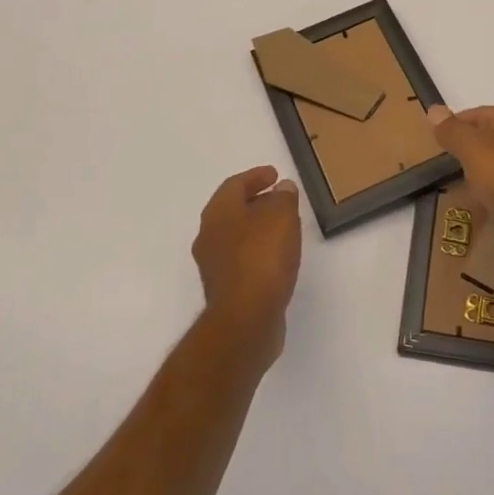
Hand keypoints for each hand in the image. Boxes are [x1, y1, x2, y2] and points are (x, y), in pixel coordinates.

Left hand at [192, 166, 301, 361]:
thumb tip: (282, 188)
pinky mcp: (225, 291)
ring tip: (284, 228)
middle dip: (256, 202)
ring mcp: (214, 267)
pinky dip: (259, 252)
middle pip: (233, 211)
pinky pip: (242, 261)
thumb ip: (283, 198)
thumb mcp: (281, 217)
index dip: (255, 176)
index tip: (275, 175)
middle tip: (281, 199)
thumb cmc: (262, 258)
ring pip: (237, 237)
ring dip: (258, 228)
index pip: (234, 185)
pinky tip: (278, 258)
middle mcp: (209, 237)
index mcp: (218, 213)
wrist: (246, 320)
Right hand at [427, 104, 493, 231]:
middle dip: (470, 151)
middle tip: (448, 168)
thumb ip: (452, 130)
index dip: (455, 126)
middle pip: (492, 138)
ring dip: (485, 175)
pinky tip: (490, 208)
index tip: (437, 144)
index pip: (478, 114)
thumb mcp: (472, 148)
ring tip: (466, 190)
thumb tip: (433, 109)